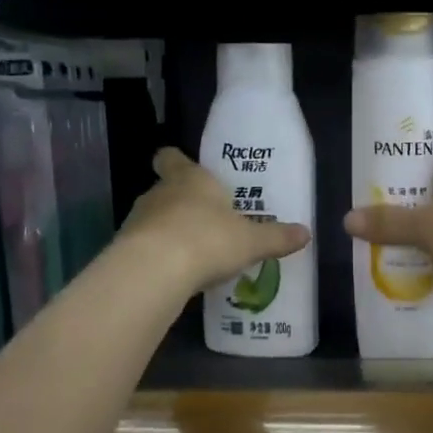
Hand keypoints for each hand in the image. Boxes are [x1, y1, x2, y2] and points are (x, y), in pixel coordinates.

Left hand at [121, 148, 310, 294]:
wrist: (154, 271)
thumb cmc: (208, 239)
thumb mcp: (251, 241)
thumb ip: (276, 237)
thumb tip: (306, 233)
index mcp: (190, 179)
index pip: (172, 158)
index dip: (175, 160)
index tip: (181, 166)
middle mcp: (160, 193)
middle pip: (166, 190)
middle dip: (182, 203)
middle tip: (205, 219)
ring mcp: (138, 221)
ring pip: (154, 219)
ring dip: (169, 231)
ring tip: (192, 252)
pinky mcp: (125, 250)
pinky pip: (145, 248)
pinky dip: (158, 257)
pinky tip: (175, 275)